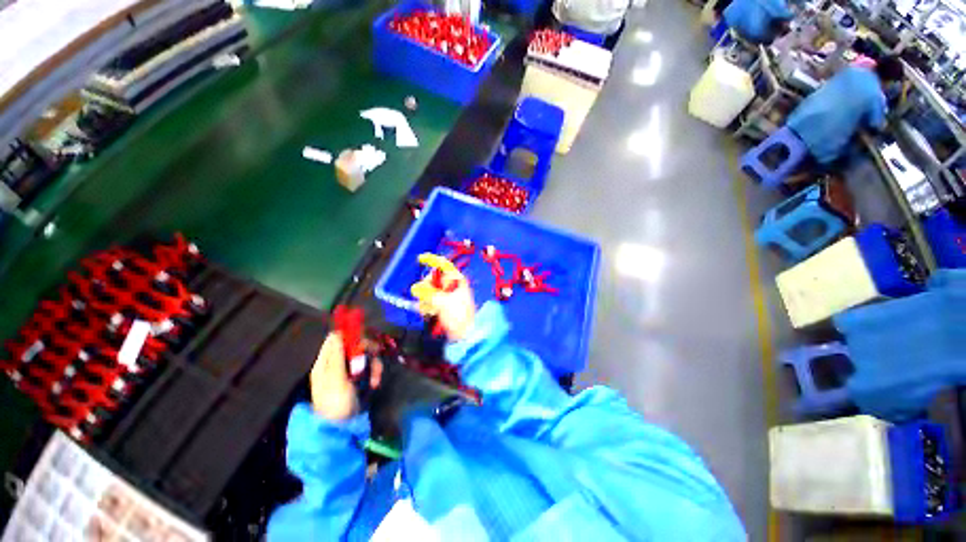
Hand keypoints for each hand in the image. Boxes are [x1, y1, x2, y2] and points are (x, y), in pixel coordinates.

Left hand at [310, 333, 382, 420]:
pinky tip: (375, 382)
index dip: (350, 335)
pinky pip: (369, 366)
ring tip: (376, 377)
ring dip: (373, 363)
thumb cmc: (335, 403)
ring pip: (365, 355)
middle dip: (367, 350)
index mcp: (325, 362)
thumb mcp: (335, 380)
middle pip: (354, 344)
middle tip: (375, 355)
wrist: (340, 429)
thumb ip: (337, 356)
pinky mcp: (358, 377)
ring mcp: (348, 370)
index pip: (336, 338)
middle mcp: (337, 362)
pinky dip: (374, 372)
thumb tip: (337, 333)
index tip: (363, 339)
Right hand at [410, 254, 475, 340]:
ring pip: (431, 290)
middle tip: (422, 295)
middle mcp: (453, 286)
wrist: (466, 333)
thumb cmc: (460, 316)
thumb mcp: (443, 303)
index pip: (444, 265)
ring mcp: (449, 295)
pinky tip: (428, 311)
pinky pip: (432, 299)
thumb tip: (415, 288)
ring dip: (426, 297)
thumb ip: (428, 294)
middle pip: (434, 278)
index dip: (432, 260)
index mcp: (457, 280)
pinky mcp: (445, 305)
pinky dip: (428, 304)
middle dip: (426, 286)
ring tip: (427, 308)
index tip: (420, 259)